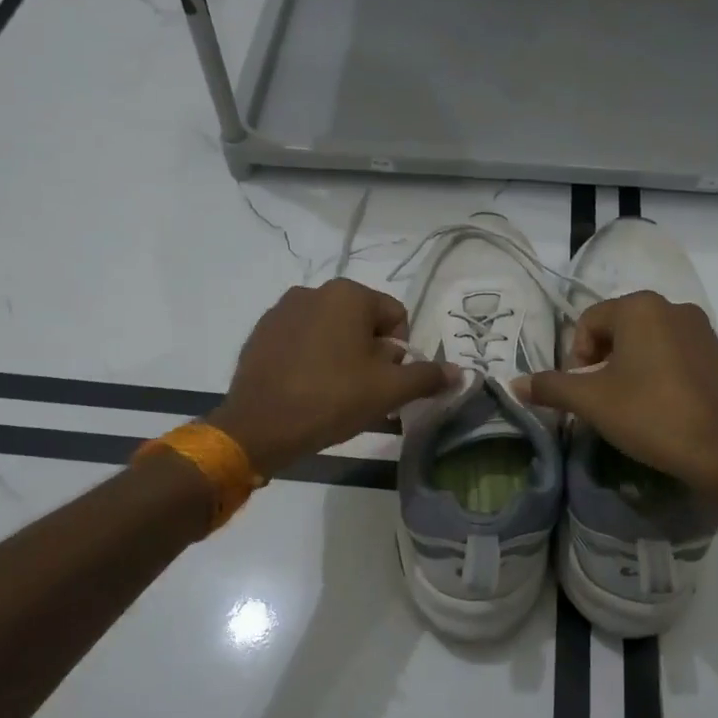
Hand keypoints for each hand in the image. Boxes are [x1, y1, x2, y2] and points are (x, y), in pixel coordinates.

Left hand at [208, 279, 454, 478]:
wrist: (259, 427)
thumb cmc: (332, 399)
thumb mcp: (389, 391)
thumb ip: (427, 377)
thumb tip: (459, 372)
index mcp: (348, 294)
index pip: (396, 316)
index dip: (401, 352)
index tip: (386, 382)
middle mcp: (314, 291)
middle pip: (362, 322)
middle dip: (371, 353)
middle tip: (363, 390)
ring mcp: (282, 310)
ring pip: (331, 330)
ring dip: (341, 355)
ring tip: (334, 392)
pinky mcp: (260, 333)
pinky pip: (301, 340)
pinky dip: (311, 358)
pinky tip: (306, 388)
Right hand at [514, 292, 717, 494]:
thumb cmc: (650, 415)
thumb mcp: (591, 402)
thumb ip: (551, 387)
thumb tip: (514, 384)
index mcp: (640, 307)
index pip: (589, 322)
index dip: (576, 358)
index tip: (582, 391)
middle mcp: (673, 306)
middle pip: (618, 329)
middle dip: (602, 361)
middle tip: (601, 399)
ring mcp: (702, 329)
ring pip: (647, 342)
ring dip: (629, 367)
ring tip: (629, 404)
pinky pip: (675, 354)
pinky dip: (659, 372)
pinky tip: (659, 405)